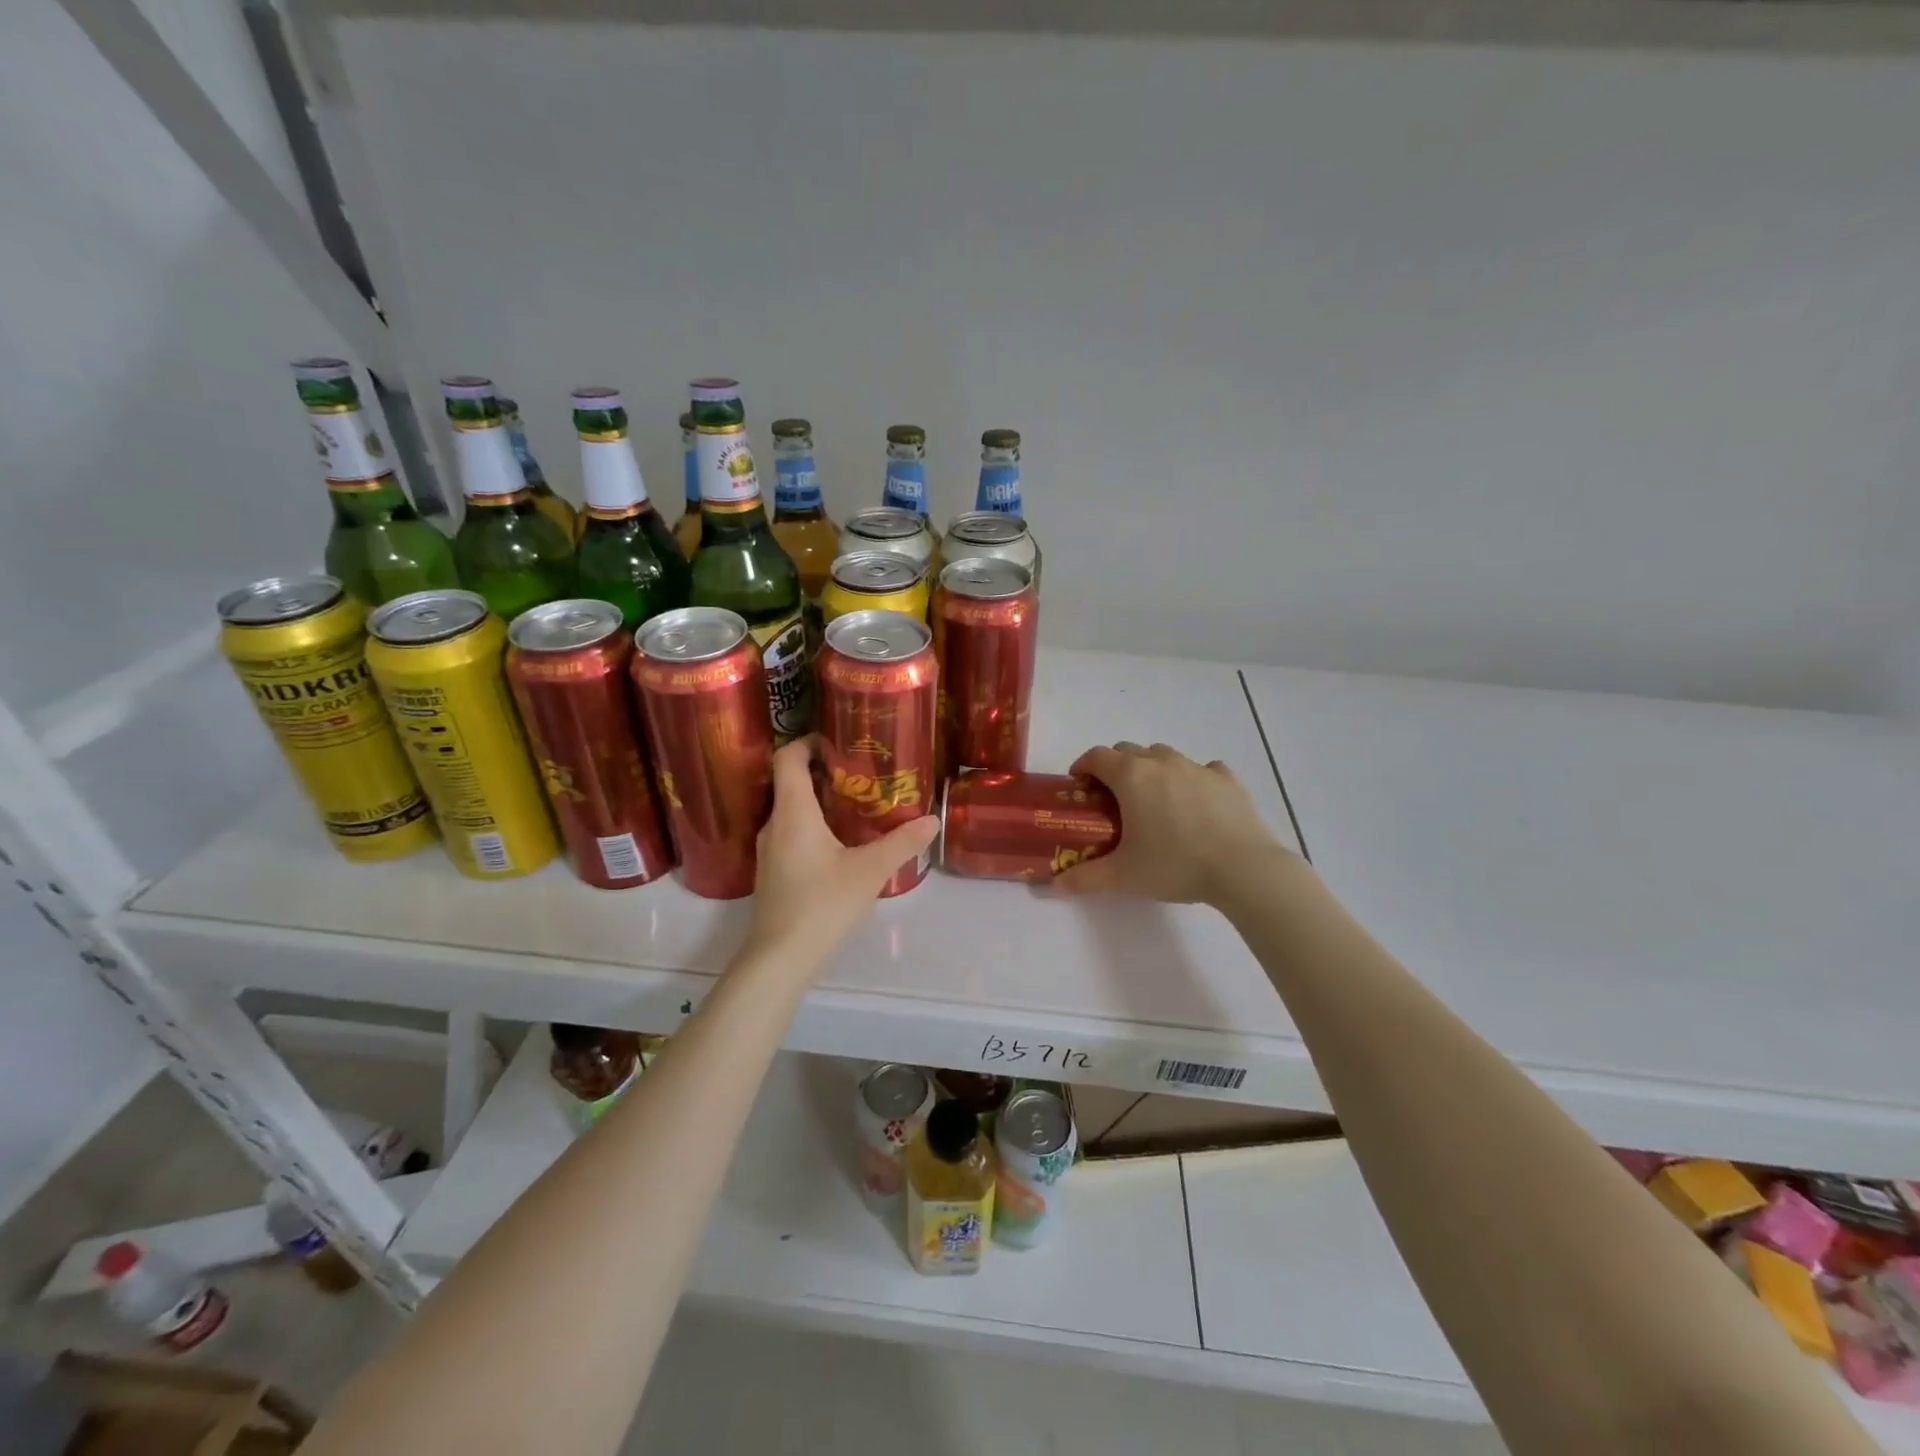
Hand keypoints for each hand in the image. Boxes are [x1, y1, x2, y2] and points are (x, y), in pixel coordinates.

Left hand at [742, 736, 939, 967]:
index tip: (838, 742)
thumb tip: (933, 820)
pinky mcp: (772, 872)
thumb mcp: (871, 870)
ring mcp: (768, 850)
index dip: (808, 742)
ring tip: (855, 805)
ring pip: (790, 810)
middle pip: (790, 782)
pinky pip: (790, 833)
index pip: (788, 758)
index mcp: (793, 812)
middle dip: (823, 772)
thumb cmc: (823, 904)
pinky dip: (812, 825)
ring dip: (818, 801)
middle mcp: (774, 824)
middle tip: (860, 773)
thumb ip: (902, 842)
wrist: (781, 958)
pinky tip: (840, 844)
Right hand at [1054, 741, 1290, 905]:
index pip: (1096, 756)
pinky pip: (1203, 769)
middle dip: (1115, 768)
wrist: (1243, 868)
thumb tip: (1056, 886)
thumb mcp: (1123, 876)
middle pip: (1128, 750)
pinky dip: (1192, 780)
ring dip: (1152, 770)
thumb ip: (1086, 878)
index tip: (1080, 785)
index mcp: (1131, 777)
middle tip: (1114, 799)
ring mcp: (1197, 767)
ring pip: (1164, 756)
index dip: (1083, 766)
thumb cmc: (1175, 865)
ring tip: (1155, 801)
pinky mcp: (1227, 779)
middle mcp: (1162, 762)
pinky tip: (1196, 804)